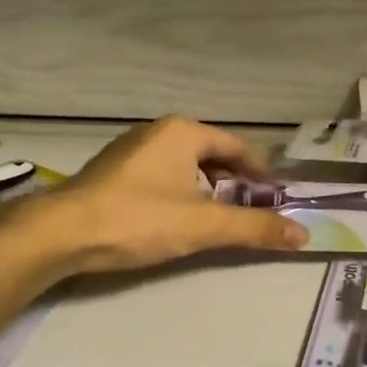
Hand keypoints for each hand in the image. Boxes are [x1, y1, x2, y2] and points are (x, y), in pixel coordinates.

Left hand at [0, 117, 307, 280]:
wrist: (62, 232)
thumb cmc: (139, 219)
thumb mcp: (204, 225)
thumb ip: (254, 228)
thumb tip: (304, 235)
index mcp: (183, 132)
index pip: (236, 146)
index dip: (260, 172)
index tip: (275, 198)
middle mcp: (158, 132)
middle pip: (210, 153)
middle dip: (233, 181)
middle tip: (251, 210)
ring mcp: (131, 149)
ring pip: (183, 165)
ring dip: (206, 188)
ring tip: (218, 217)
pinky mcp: (112, 171)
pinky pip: (160, 174)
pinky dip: (179, 191)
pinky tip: (177, 217)